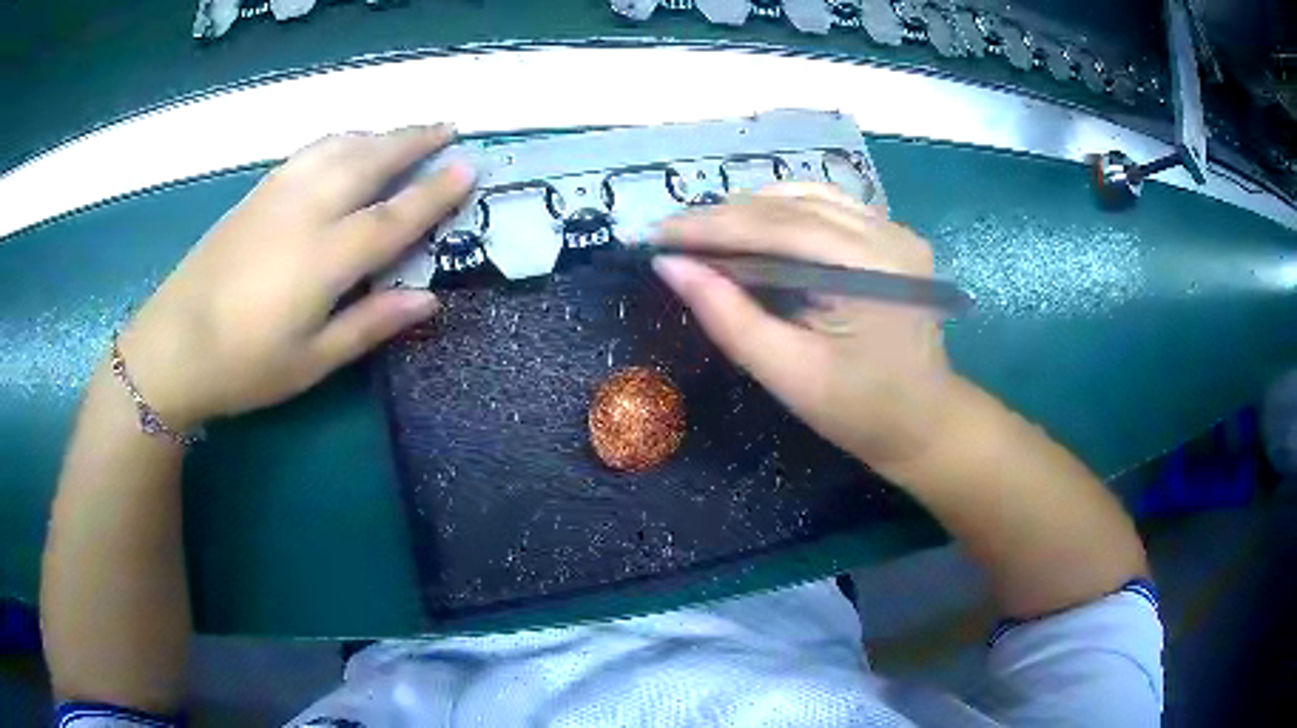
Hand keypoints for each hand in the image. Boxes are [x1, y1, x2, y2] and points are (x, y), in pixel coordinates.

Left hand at [117, 125, 473, 429]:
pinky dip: (340, 140)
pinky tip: (346, 146)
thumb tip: (428, 300)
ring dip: (378, 134)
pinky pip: (309, 152)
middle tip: (448, 128)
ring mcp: (277, 195)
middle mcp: (305, 211)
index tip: (470, 167)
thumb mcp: (311, 362)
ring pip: (338, 147)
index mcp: (324, 258)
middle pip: (370, 161)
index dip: (435, 192)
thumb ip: (370, 325)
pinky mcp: (255, 194)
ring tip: (404, 133)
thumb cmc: (243, 366)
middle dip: (414, 140)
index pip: (394, 216)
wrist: (171, 347)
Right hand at [653, 183, 952, 467]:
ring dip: (750, 210)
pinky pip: (828, 207)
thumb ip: (728, 316)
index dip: (710, 227)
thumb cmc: (859, 410)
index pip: (777, 228)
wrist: (924, 423)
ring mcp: (895, 230)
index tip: (656, 234)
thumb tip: (671, 266)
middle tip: (671, 234)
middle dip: (724, 217)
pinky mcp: (892, 237)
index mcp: (871, 269)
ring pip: (808, 197)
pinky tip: (753, 228)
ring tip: (704, 232)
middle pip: (791, 206)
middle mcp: (889, 234)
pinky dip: (783, 213)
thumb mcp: (787, 372)